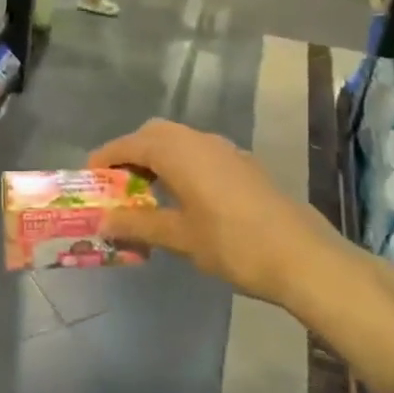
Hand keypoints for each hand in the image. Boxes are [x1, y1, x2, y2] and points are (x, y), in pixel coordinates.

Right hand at [89, 120, 378, 317]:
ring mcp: (227, 151)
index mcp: (179, 152)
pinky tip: (182, 199)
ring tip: (145, 194)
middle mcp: (201, 141)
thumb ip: (137, 224)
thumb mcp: (178, 237)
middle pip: (154, 134)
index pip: (130, 144)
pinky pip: (200, 153)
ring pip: (180, 141)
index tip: (89, 178)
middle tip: (117, 185)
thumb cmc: (234, 245)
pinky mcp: (244, 166)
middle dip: (131, 153)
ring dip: (157, 158)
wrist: (304, 258)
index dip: (105, 158)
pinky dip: (180, 165)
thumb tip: (103, 222)